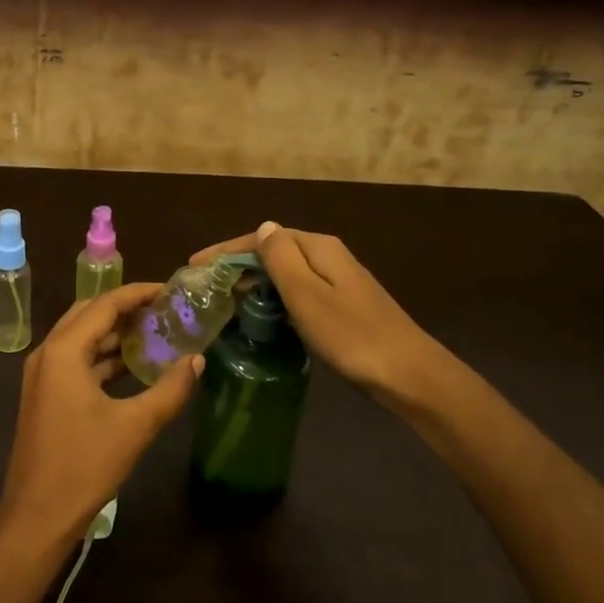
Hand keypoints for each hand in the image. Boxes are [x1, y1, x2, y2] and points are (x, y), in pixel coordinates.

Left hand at [0, 283, 203, 553]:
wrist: (37, 516)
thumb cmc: (84, 466)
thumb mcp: (135, 426)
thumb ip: (169, 389)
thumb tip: (197, 360)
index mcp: (64, 351)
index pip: (104, 304)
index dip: (138, 293)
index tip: (170, 290)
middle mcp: (48, 353)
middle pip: (89, 313)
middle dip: (125, 307)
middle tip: (163, 308)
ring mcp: (42, 374)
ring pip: (81, 337)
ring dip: (113, 332)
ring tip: (154, 331)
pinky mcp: (45, 394)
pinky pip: (76, 360)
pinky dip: (102, 356)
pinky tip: (132, 365)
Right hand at [192, 222, 477, 416]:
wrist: (410, 375)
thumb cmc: (351, 334)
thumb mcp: (307, 294)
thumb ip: (281, 258)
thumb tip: (264, 227)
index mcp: (318, 247)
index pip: (262, 239)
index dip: (225, 250)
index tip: (194, 266)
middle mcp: (328, 257)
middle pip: (274, 252)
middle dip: (238, 266)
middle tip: (206, 288)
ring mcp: (339, 282)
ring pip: (286, 274)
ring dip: (255, 283)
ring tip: (226, 302)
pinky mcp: (344, 307)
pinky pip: (298, 293)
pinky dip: (275, 299)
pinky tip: (263, 317)